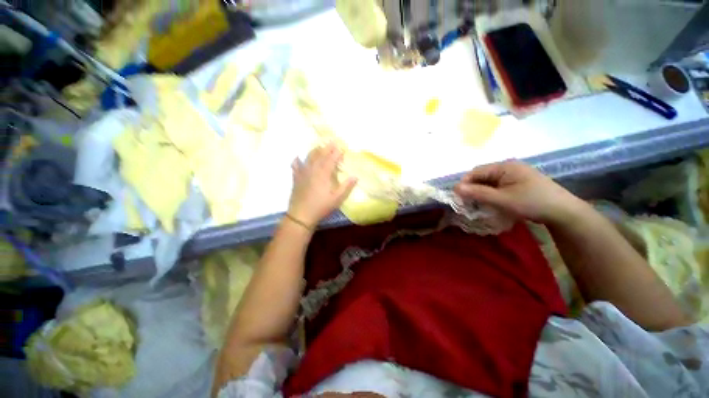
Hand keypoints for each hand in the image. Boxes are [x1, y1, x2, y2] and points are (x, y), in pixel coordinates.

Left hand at [288, 143, 357, 226]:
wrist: (301, 215)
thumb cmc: (321, 207)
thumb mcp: (337, 199)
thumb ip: (346, 186)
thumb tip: (355, 176)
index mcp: (324, 174)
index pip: (331, 159)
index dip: (336, 152)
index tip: (341, 147)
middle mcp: (313, 170)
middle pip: (320, 156)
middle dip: (327, 148)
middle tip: (332, 142)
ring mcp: (303, 173)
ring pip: (308, 158)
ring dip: (314, 151)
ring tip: (319, 146)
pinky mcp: (296, 179)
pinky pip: (296, 166)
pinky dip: (297, 161)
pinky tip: (297, 158)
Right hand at [453, 160, 584, 224]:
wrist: (564, 212)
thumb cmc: (531, 203)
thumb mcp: (501, 199)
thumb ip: (477, 193)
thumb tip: (455, 188)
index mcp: (504, 166)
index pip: (476, 172)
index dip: (464, 183)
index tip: (459, 198)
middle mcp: (508, 167)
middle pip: (482, 176)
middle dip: (472, 188)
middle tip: (468, 203)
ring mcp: (515, 174)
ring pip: (489, 181)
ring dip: (481, 192)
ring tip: (478, 204)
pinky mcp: (519, 182)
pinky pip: (498, 185)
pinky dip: (491, 193)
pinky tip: (492, 202)